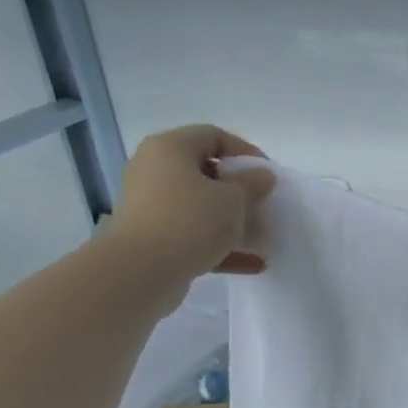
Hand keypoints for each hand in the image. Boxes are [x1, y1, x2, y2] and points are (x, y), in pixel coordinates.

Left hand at [105, 125, 276, 281]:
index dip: (245, 151)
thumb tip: (262, 176)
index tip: (267, 174)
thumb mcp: (233, 199)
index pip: (212, 136)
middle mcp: (154, 171)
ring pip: (199, 206)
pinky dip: (221, 245)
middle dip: (239, 190)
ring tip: (260, 236)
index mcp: (169, 149)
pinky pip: (193, 235)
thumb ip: (253, 184)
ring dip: (232, 220)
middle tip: (262, 204)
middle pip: (205, 172)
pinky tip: (253, 264)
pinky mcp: (153, 238)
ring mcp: (151, 206)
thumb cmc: (190, 220)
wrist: (140, 271)